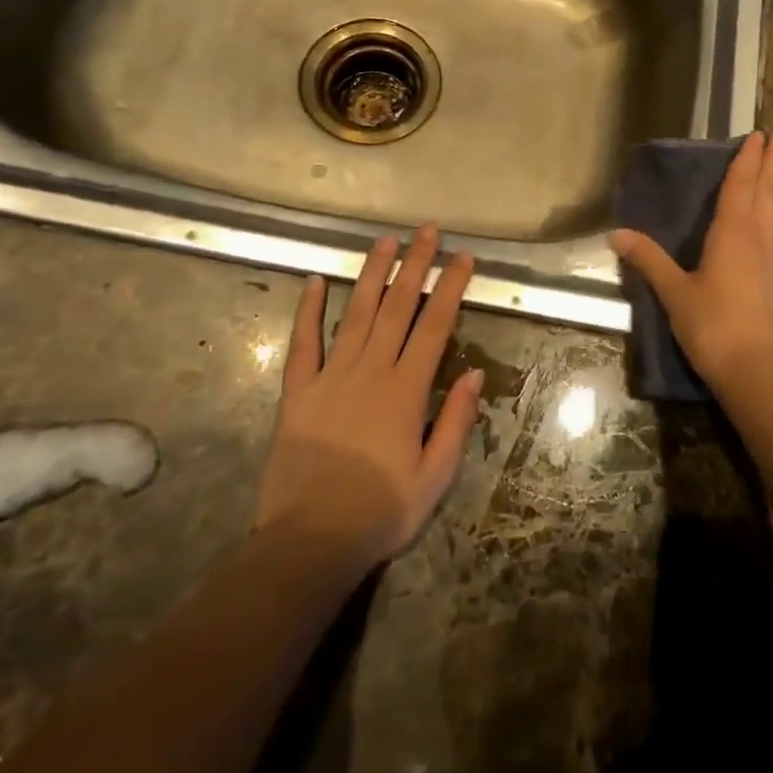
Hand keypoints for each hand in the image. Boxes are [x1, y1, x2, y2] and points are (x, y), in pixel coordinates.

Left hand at [254, 226, 483, 570]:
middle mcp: (371, 371)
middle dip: (415, 265)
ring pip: (357, 313)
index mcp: (406, 390)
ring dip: (373, 274)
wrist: (310, 541)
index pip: (435, 325)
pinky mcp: (298, 391)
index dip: (450, 287)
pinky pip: (303, 343)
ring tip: (385, 241)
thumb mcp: (435, 476)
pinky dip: (309, 310)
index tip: (463, 257)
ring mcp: (331, 377)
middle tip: (427, 231)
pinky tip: (316, 281)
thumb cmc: (381, 512)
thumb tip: (475, 373)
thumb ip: (455, 421)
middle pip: (397, 307)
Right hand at [611, 131, 772, 389]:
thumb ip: (648, 260)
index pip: (740, 186)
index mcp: (731, 233)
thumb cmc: (710, 326)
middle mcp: (763, 238)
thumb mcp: (673, 292)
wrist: (758, 370)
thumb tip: (614, 233)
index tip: (757, 136)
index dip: (747, 160)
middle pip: (770, 192)